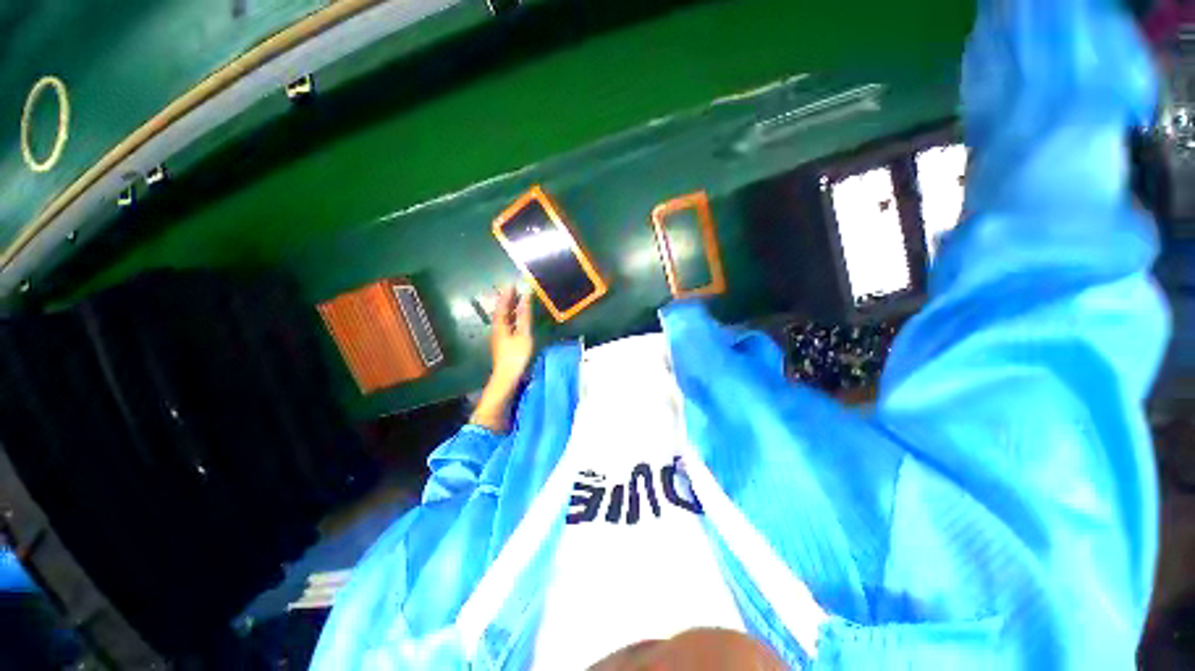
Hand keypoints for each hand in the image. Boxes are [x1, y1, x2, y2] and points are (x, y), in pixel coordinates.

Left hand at [470, 287, 532, 432]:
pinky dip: (511, 318)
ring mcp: (499, 337)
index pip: (502, 305)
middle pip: (500, 311)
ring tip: (516, 301)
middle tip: (513, 290)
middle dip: (506, 300)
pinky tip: (516, 320)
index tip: (511, 284)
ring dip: (509, 309)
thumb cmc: (516, 355)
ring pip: (503, 319)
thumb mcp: (523, 334)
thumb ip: (524, 315)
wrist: (507, 377)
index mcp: (500, 325)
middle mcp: (497, 329)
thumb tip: (525, 297)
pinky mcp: (503, 344)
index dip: (507, 295)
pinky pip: (506, 325)